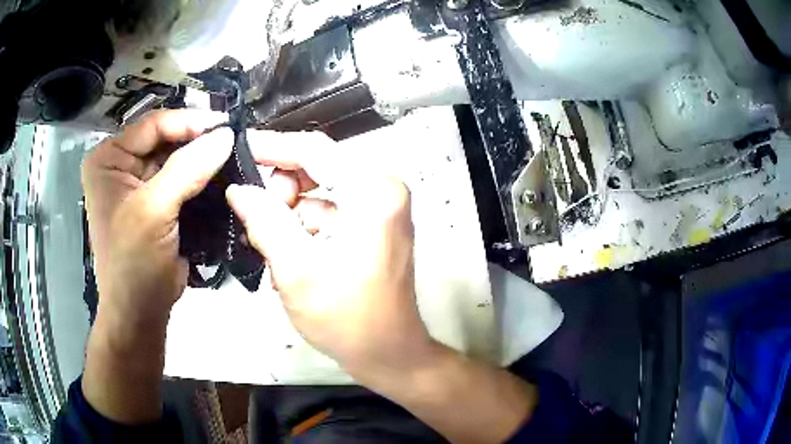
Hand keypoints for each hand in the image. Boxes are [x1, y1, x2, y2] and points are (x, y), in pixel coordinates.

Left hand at [81, 109, 230, 422]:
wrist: (140, 314)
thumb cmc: (133, 263)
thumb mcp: (153, 211)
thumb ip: (188, 168)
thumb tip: (227, 135)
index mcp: (108, 159)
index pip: (153, 125)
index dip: (189, 122)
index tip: (227, 125)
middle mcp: (121, 165)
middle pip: (166, 140)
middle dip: (199, 142)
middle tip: (236, 141)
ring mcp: (139, 185)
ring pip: (177, 160)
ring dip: (203, 161)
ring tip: (235, 156)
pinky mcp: (156, 203)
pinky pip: (183, 181)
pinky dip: (202, 180)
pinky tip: (224, 178)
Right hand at [228, 132, 536, 443]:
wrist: (387, 355)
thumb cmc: (346, 318)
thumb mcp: (295, 267)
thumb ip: (264, 220)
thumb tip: (238, 189)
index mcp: (372, 190)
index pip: (313, 149)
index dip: (272, 148)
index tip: (239, 152)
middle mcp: (382, 190)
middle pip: (316, 168)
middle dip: (281, 193)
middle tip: (257, 222)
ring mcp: (379, 208)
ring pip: (317, 193)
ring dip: (289, 216)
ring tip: (272, 249)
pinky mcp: (372, 226)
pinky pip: (327, 212)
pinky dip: (303, 229)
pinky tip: (291, 258)